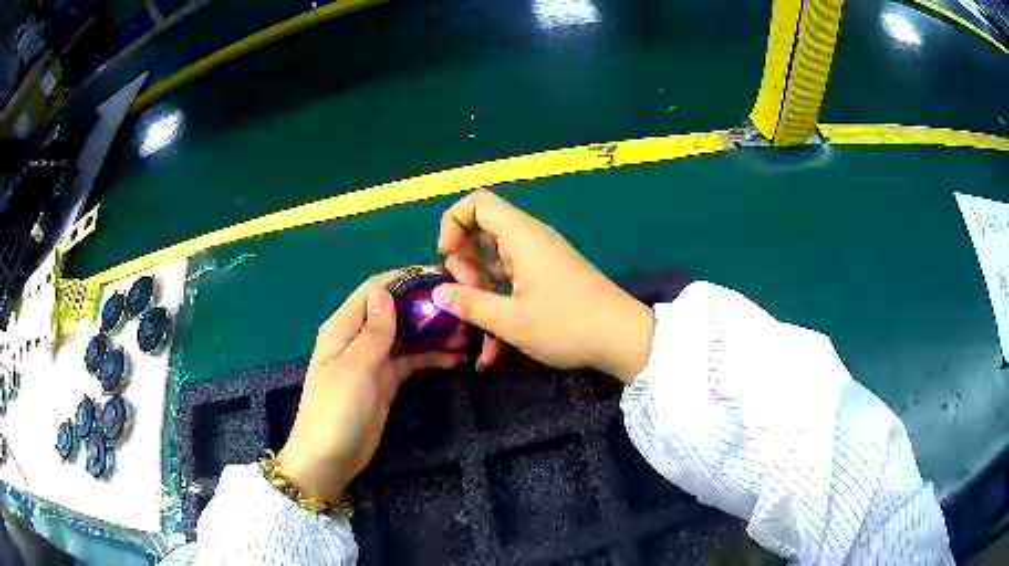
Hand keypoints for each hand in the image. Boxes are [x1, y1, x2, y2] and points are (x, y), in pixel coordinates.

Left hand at [277, 273, 461, 504]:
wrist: (329, 460)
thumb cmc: (336, 411)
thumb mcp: (355, 368)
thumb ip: (373, 331)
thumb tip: (385, 292)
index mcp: (343, 327)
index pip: (374, 289)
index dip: (404, 279)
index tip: (439, 276)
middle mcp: (358, 338)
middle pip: (394, 311)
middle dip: (425, 307)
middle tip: (462, 307)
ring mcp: (373, 361)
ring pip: (406, 336)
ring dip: (433, 333)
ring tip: (467, 333)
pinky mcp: (385, 381)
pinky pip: (410, 361)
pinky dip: (431, 357)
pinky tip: (455, 358)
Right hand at [433, 190, 653, 382]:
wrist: (622, 338)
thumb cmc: (567, 324)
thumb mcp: (511, 320)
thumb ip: (470, 304)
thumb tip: (438, 294)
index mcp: (521, 236)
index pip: (477, 203)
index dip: (453, 223)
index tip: (446, 257)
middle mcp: (530, 239)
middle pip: (481, 232)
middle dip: (464, 265)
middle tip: (467, 298)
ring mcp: (540, 259)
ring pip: (495, 261)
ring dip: (481, 290)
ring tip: (480, 326)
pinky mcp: (548, 277)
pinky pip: (512, 279)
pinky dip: (499, 302)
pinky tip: (494, 346)